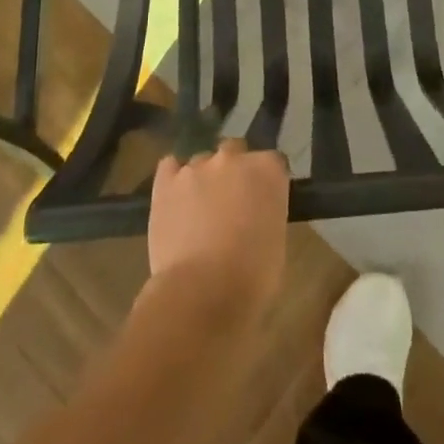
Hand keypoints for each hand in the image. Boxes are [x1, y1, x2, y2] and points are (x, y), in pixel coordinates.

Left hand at [147, 139, 289, 315]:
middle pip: (235, 151)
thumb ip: (267, 212)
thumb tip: (255, 213)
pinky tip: (175, 197)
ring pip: (202, 161)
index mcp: (268, 170)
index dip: (267, 181)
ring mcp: (197, 166)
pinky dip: (174, 177)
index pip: (273, 162)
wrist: (202, 292)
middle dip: (234, 170)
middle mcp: (233, 158)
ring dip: (204, 178)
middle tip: (231, 202)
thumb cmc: (251, 277)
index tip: (264, 200)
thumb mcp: (277, 240)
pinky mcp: (166, 181)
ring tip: (198, 209)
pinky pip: (170, 166)